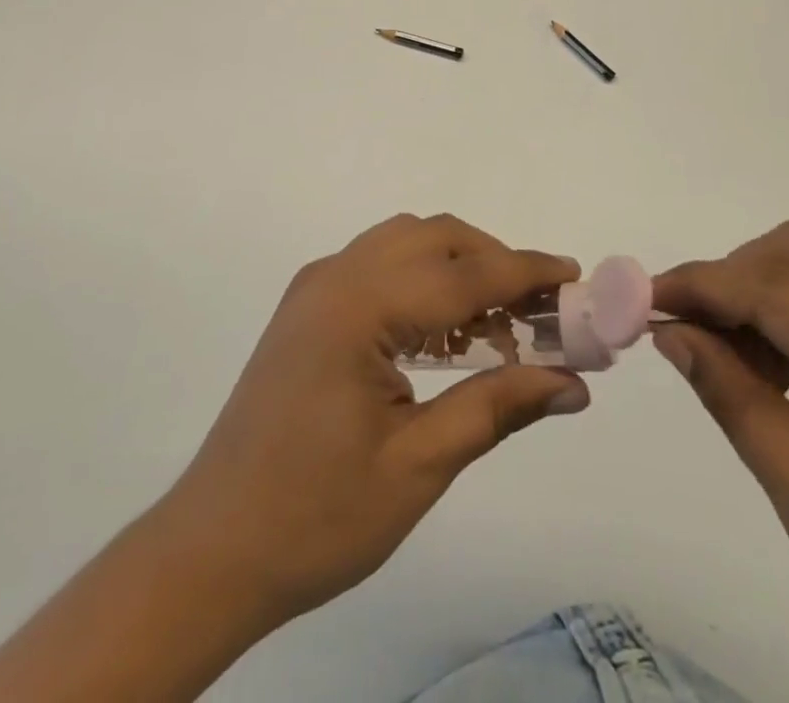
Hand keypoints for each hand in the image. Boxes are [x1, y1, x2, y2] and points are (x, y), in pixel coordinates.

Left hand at [160, 212, 588, 623]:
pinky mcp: (308, 307)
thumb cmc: (316, 516)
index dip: (526, 272)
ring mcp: (316, 287)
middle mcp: (335, 276)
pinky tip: (447, 333)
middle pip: (435, 239)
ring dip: (459, 267)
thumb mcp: (418, 466)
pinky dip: (423, 280)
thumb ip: (496, 408)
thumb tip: (572, 383)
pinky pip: (379, 266)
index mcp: (359, 306)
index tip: (576, 277)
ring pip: (406, 243)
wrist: (212, 549)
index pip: (463, 274)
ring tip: (501, 324)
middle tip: (542, 312)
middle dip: (495, 263)